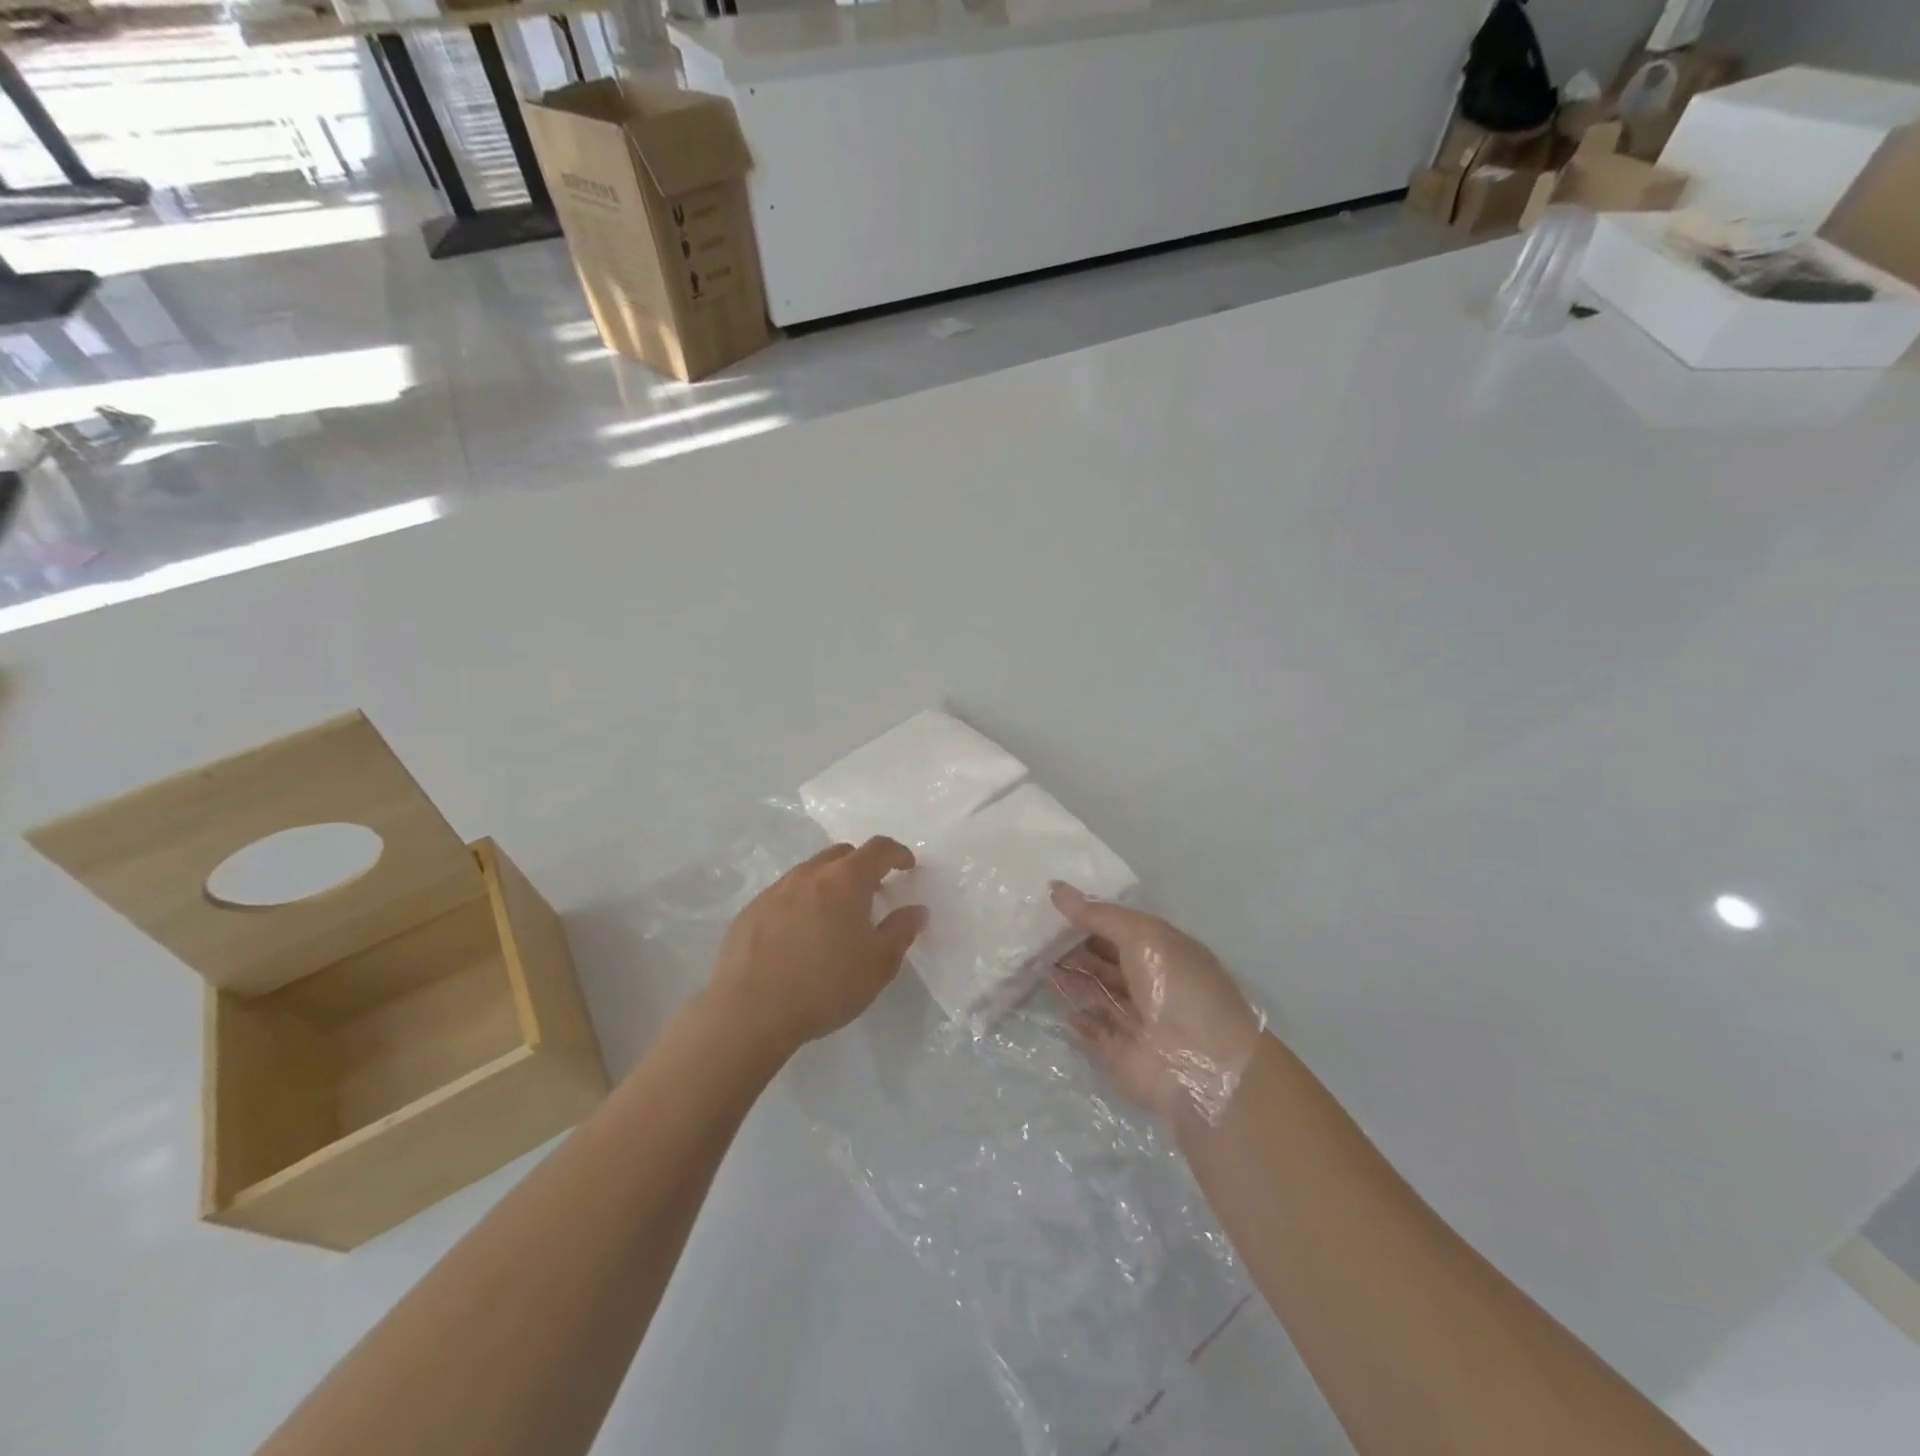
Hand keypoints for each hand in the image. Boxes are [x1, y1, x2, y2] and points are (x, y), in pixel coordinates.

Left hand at [709, 838, 926, 1055]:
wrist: (748, 1011)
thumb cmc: (824, 986)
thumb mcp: (877, 966)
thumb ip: (900, 932)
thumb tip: (916, 910)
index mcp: (846, 880)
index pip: (878, 849)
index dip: (897, 853)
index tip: (907, 866)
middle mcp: (810, 874)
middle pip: (842, 854)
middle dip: (862, 865)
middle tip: (873, 892)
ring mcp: (776, 890)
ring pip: (811, 872)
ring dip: (829, 883)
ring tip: (835, 916)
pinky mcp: (751, 910)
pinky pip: (785, 894)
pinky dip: (802, 902)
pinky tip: (799, 935)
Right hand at [1049, 883, 1264, 1126]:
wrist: (1203, 1064)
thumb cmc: (1177, 986)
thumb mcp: (1141, 935)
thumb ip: (1097, 914)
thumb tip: (1055, 888)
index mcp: (1163, 951)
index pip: (1120, 929)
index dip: (1089, 918)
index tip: (1052, 907)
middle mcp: (1151, 983)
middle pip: (1105, 961)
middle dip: (1073, 948)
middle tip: (1034, 935)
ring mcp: (1136, 1020)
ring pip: (1096, 993)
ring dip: (1071, 979)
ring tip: (1035, 962)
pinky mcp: (1121, 1054)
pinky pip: (1094, 1032)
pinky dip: (1078, 1020)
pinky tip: (1060, 1008)